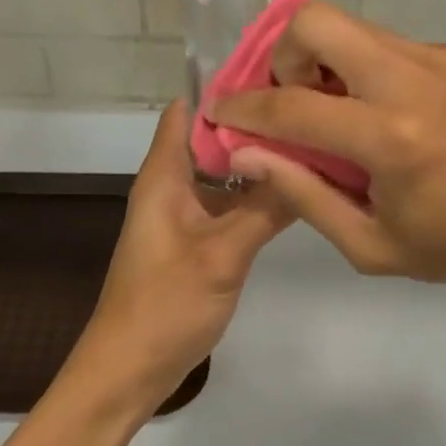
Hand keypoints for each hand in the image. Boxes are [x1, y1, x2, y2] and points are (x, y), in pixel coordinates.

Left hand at [72, 101, 291, 411]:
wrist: (130, 370)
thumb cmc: (164, 307)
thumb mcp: (222, 254)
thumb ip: (265, 208)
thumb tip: (308, 158)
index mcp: (163, 176)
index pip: (188, 110)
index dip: (226, 88)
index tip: (278, 74)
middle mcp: (171, 186)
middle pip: (212, 138)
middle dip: (255, 122)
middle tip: (312, 107)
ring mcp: (184, 216)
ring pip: (224, 174)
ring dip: (259, 161)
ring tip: (315, 141)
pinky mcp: (196, 242)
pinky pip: (228, 205)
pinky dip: (256, 196)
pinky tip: (297, 194)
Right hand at [211, 3, 445, 321]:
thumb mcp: (372, 245)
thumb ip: (303, 194)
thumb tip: (248, 154)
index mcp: (390, 138)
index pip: (290, 106)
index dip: (242, 109)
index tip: (221, 112)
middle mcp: (412, 79)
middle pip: (317, 20)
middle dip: (283, 55)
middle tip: (291, 100)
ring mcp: (441, 58)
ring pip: (354, 27)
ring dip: (325, 62)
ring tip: (336, 112)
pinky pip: (390, 47)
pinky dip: (367, 71)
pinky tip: (387, 116)